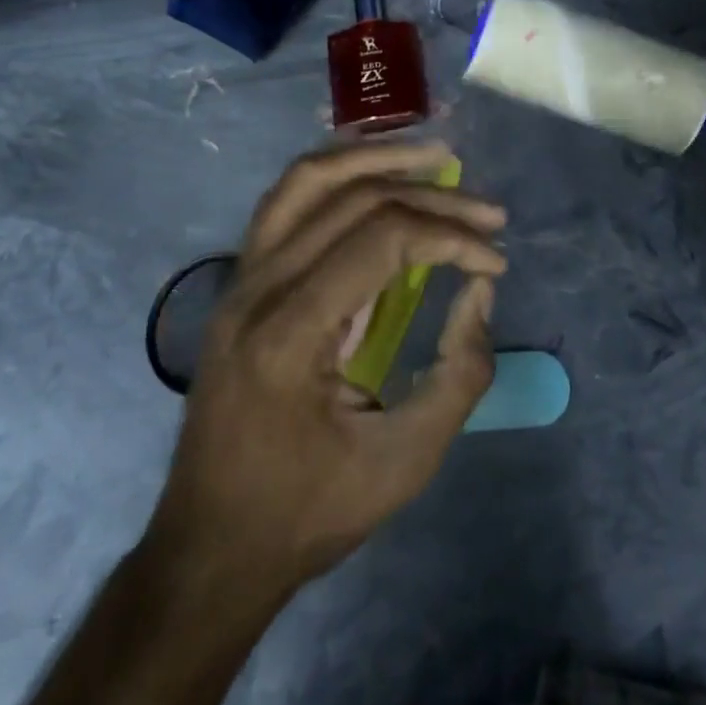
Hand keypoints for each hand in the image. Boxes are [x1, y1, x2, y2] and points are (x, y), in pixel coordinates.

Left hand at [146, 140, 506, 594]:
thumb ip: (460, 374)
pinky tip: (377, 176)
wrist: (209, 547)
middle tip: (488, 212)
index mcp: (289, 333)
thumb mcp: (404, 462)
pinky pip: (289, 200)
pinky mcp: (241, 278)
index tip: (495, 262)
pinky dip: (340, 175)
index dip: (450, 237)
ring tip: (435, 156)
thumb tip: (478, 290)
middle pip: (354, 200)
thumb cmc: (308, 512)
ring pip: (309, 179)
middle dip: (432, 198)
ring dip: (377, 158)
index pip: (382, 240)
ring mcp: (240, 277)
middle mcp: (257, 287)